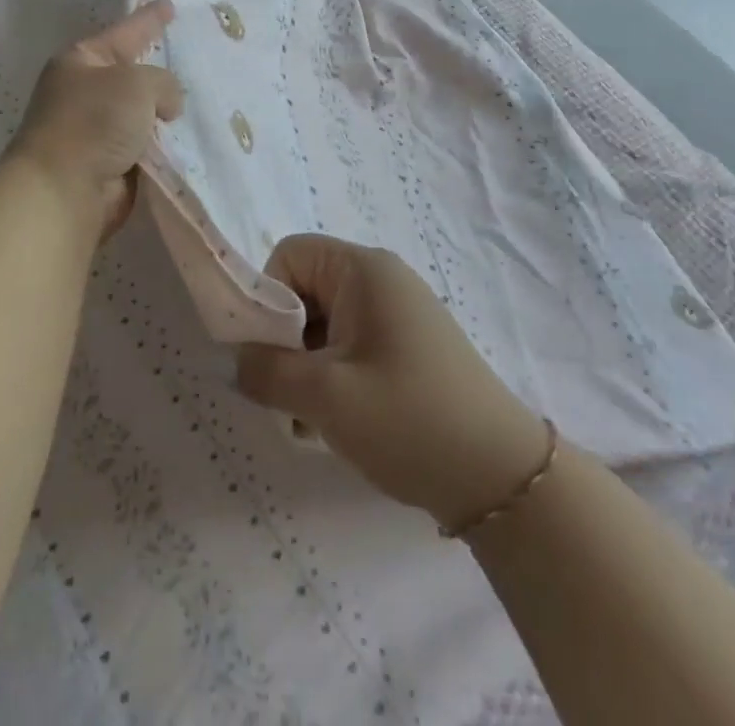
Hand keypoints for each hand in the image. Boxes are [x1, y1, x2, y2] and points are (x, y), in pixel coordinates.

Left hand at [7, 0, 184, 243]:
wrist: (64, 190)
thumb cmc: (95, 121)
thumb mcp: (137, 83)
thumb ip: (163, 82)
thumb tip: (166, 107)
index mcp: (81, 60)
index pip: (124, 32)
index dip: (149, 19)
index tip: (169, 5)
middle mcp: (85, 91)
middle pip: (132, 74)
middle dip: (159, 70)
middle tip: (193, 57)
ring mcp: (96, 129)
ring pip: (142, 112)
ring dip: (165, 114)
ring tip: (202, 102)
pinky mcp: (108, 163)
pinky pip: (145, 145)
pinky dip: (163, 144)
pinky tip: (190, 139)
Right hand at [236, 235, 550, 533]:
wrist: (503, 478)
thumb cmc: (409, 420)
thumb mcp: (325, 397)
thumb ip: (266, 372)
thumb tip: (231, 359)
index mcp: (363, 269)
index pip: (289, 256)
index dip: (268, 299)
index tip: (270, 354)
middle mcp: (381, 278)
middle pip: (306, 289)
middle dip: (286, 341)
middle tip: (288, 395)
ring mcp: (398, 312)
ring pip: (325, 323)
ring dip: (308, 366)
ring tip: (314, 419)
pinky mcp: (409, 346)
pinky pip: (352, 344)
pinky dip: (335, 376)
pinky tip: (341, 422)